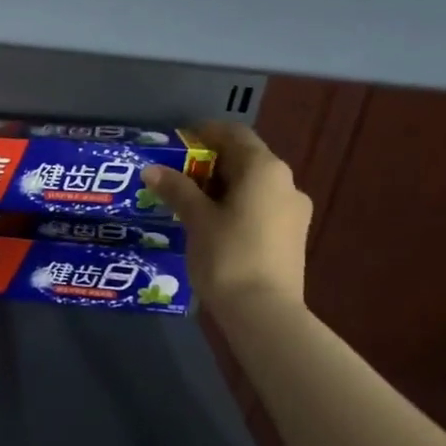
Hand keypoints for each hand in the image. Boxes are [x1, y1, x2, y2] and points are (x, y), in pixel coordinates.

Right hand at [142, 122, 310, 308]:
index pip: (234, 134)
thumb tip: (152, 169)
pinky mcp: (292, 236)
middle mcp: (285, 182)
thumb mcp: (196, 219)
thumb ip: (176, 189)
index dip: (204, 133)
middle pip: (245, 159)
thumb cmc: (228, 255)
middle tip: (175, 175)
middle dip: (209, 163)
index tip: (176, 144)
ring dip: (222, 187)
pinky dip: (235, 206)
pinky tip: (211, 224)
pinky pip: (260, 207)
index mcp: (264, 169)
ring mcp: (293, 210)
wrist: (264, 312)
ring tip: (188, 202)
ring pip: (253, 185)